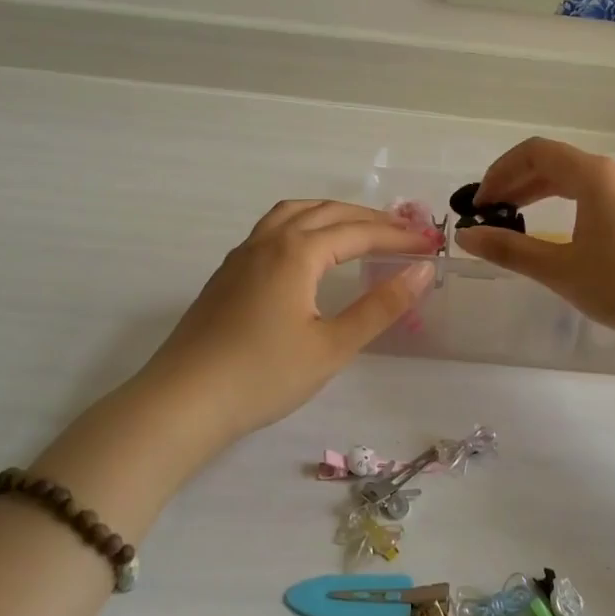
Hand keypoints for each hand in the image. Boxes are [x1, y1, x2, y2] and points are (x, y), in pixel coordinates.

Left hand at [133, 200, 436, 443]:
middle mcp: (269, 241)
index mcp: (296, 252)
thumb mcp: (332, 346)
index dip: (399, 237)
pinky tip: (308, 251)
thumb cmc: (263, 376)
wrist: (182, 403)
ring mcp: (242, 255)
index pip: (359, 233)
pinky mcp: (227, 274)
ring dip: (333, 213)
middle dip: (371, 219)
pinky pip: (273, 228)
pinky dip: (303, 223)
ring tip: (360, 228)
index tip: (432, 244)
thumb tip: (422, 270)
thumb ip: (380, 306)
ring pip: (294, 212)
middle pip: (328, 212)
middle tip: (406, 233)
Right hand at [453, 138, 614, 347]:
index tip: (479, 203)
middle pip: (554, 163)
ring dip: (539, 194)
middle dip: (515, 183)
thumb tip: (466, 236)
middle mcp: (612, 175)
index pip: (534, 152)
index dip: (500, 172)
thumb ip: (510, 250)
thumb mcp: (560, 269)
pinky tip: (557, 235)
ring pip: (575, 180)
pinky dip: (564, 205)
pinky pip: (592, 196)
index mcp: (592, 176)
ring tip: (514, 221)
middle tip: (489, 214)